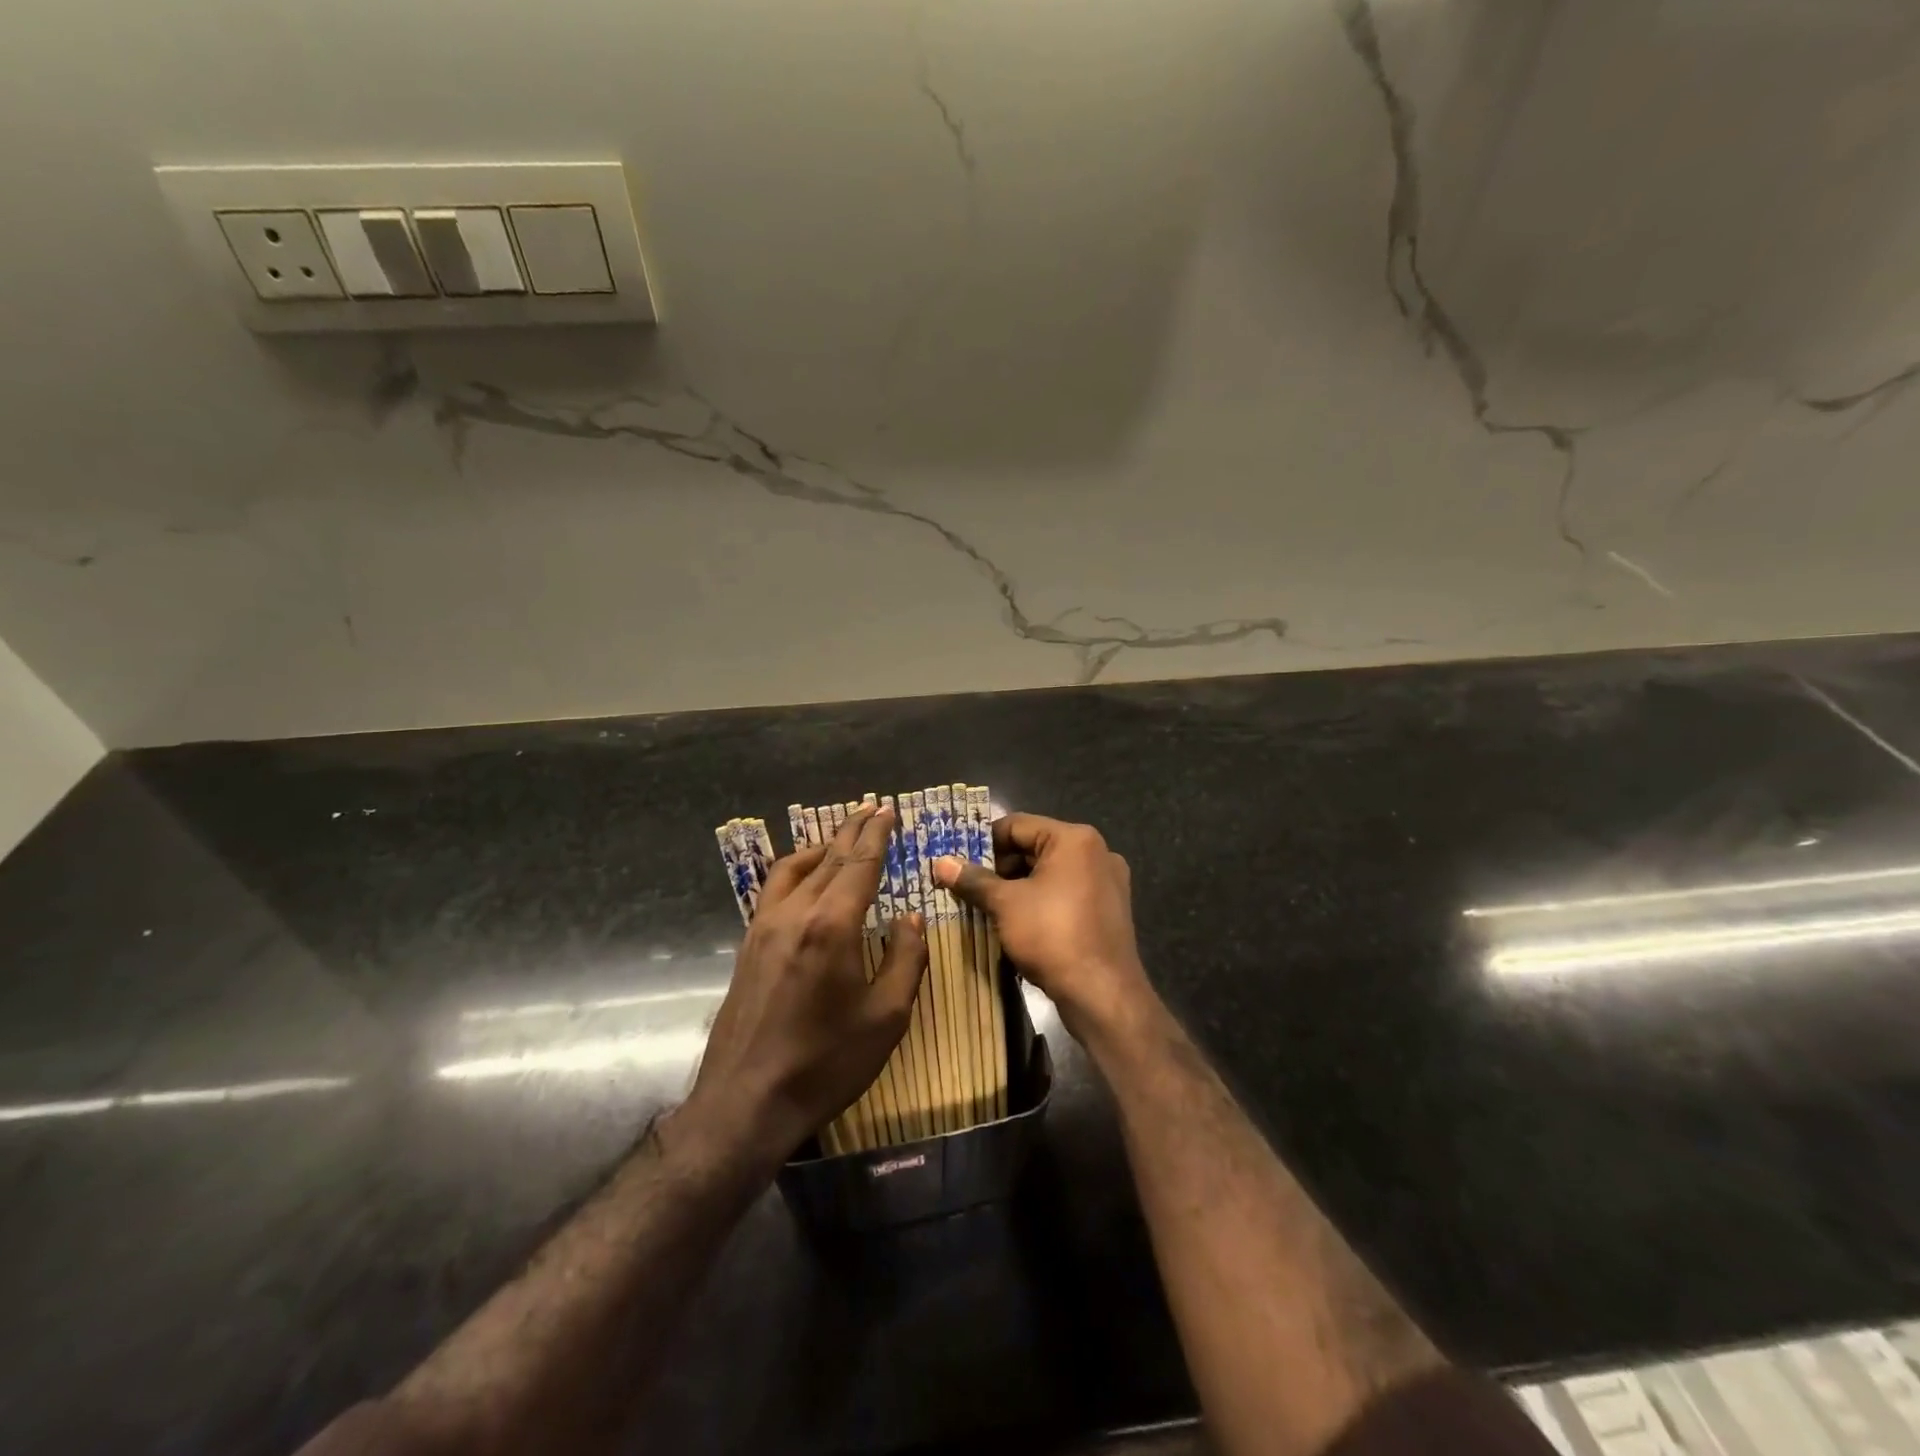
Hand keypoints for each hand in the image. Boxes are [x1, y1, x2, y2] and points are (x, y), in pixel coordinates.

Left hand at [688, 804, 926, 1164]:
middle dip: (852, 831)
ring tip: (841, 838)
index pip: (859, 864)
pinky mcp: (748, 945)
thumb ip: (904, 959)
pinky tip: (805, 878)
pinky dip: (796, 870)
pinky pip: (774, 890)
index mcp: (831, 925)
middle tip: (871, 808)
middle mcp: (794, 913)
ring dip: (822, 847)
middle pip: (828, 858)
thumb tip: (911, 918)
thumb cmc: (826, 1062)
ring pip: (794, 869)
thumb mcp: (886, 1017)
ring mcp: (764, 927)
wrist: (746, 1102)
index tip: (887, 811)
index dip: (876, 835)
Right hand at [933, 814, 1155, 1044]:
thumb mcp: (1005, 905)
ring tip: (984, 906)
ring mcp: (1106, 882)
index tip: (956, 860)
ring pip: (1049, 873)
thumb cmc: (1052, 936)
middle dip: (998, 867)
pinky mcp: (1107, 911)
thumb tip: (941, 863)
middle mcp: (1096, 852)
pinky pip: (1065, 894)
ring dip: (1016, 887)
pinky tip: (1015, 922)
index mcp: (1074, 839)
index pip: (1017, 825)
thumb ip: (973, 880)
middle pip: (1034, 848)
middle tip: (965, 886)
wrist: (1103, 994)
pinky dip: (1039, 902)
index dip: (982, 841)